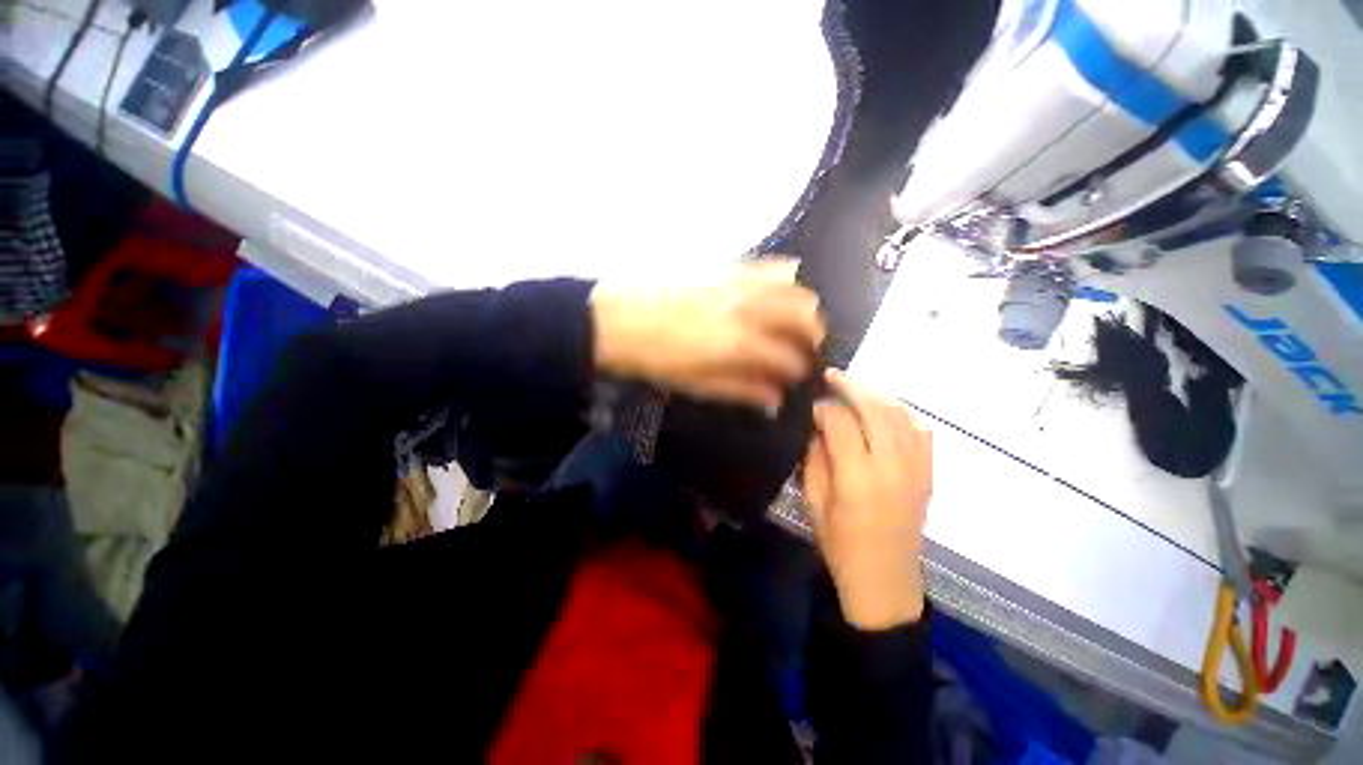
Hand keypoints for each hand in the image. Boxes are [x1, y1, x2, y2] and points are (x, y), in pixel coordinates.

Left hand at [590, 259, 825, 410]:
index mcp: (739, 343)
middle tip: (803, 349)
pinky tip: (775, 293)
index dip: (801, 369)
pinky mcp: (724, 266)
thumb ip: (741, 390)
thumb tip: (775, 399)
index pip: (790, 356)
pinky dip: (783, 279)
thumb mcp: (697, 385)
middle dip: (813, 334)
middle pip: (804, 313)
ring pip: (793, 285)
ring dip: (802, 306)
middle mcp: (747, 307)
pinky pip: (767, 265)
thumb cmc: (655, 359)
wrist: (616, 319)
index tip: (799, 377)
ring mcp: (737, 281)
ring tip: (792, 322)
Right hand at [804, 369, 931, 629]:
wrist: (885, 580)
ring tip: (855, 387)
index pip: (840, 422)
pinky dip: (902, 413)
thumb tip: (817, 426)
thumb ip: (815, 458)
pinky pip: (921, 431)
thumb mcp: (814, 501)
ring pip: (901, 414)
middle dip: (851, 386)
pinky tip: (885, 411)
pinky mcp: (929, 474)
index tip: (809, 407)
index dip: (822, 408)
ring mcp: (917, 469)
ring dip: (876, 395)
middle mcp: (893, 466)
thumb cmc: (841, 544)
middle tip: (832, 376)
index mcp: (858, 477)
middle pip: (875, 409)